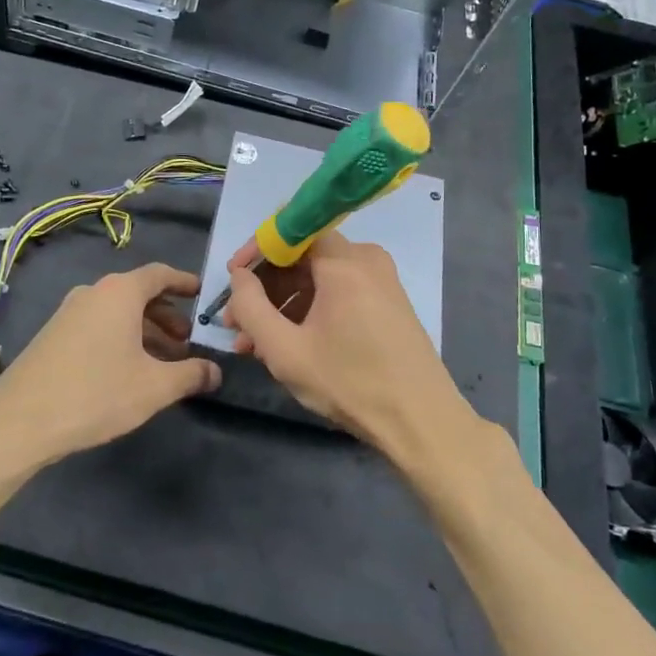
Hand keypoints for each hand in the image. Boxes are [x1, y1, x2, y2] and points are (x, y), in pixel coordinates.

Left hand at [0, 263, 220, 464]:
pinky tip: (129, 370)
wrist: (21, 420)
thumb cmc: (96, 392)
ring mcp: (69, 312)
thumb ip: (190, 375)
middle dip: (167, 315)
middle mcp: (93, 292)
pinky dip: (120, 338)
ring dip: (144, 331)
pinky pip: (98, 325)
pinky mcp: (54, 335)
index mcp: (119, 292)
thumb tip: (215, 372)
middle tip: (187, 342)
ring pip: (117, 312)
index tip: (202, 295)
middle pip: (138, 293)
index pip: (159, 274)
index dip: (184, 282)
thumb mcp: (154, 387)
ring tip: (163, 362)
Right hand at [223, 232, 465, 453]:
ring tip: (255, 345)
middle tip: (237, 323)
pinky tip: (288, 345)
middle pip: (304, 258)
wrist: (422, 424)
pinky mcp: (388, 304)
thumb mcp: (285, 350)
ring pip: (319, 280)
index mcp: (345, 263)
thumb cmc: (350, 383)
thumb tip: (239, 275)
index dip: (256, 251)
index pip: (291, 232)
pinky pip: (339, 294)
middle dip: (265, 289)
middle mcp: (367, 260)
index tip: (232, 279)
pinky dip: (310, 312)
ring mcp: (382, 282)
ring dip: (284, 306)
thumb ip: (251, 307)